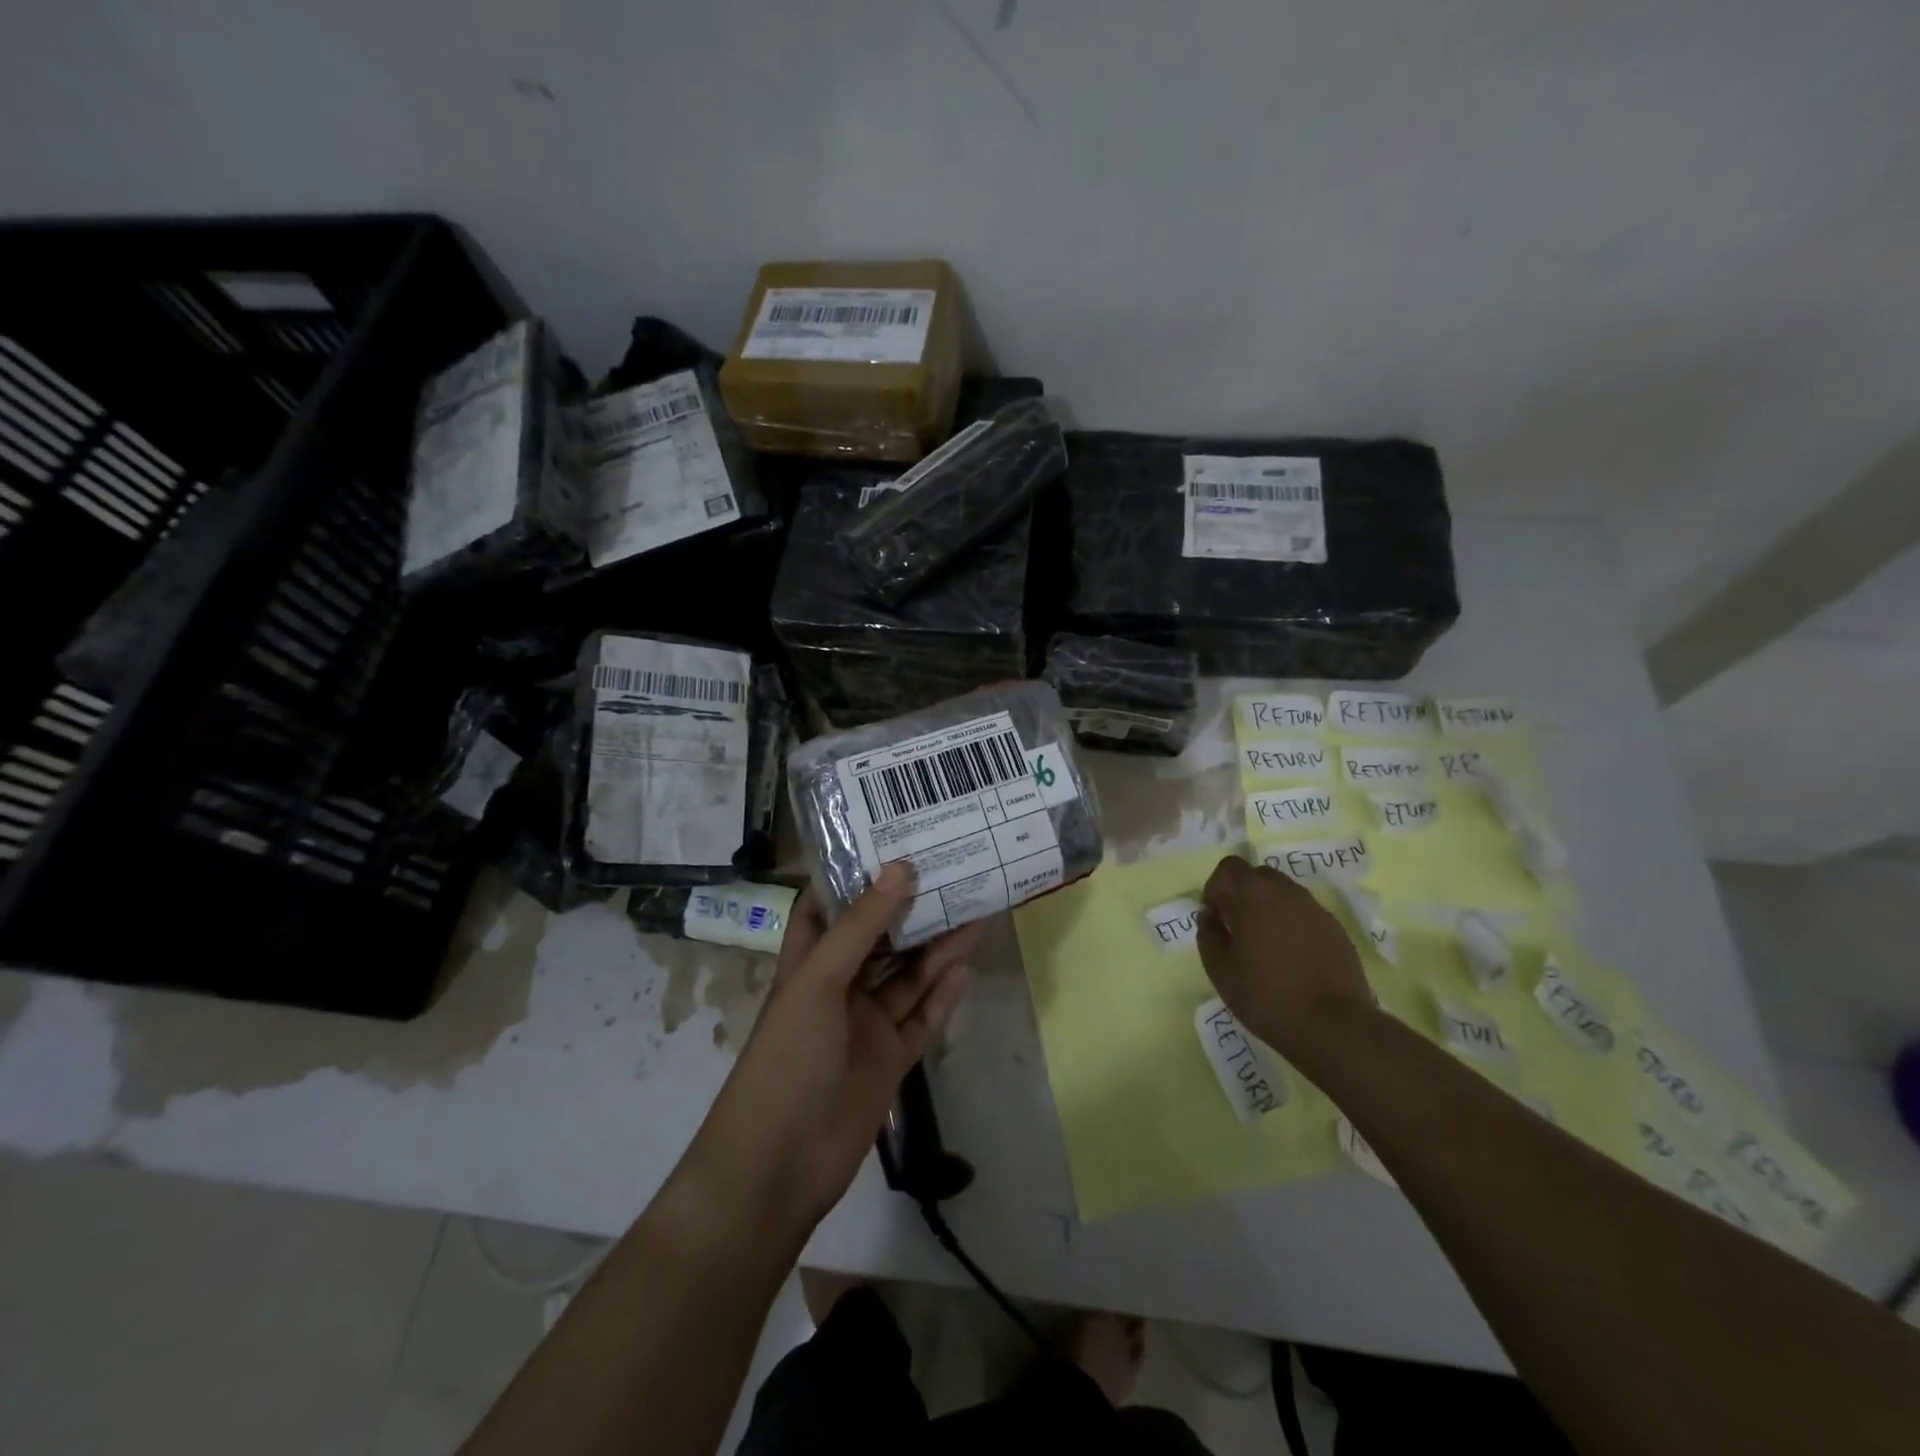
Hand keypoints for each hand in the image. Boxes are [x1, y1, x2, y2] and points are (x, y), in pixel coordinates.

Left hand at [687, 864, 982, 1229]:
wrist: (780, 1164)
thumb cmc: (787, 1058)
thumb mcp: (819, 981)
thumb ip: (862, 926)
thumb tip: (901, 868)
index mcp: (808, 963)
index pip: (827, 908)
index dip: (854, 877)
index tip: (892, 843)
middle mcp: (838, 988)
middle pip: (880, 940)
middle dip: (911, 909)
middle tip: (952, 873)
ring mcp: (865, 1025)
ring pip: (907, 977)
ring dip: (937, 948)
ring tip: (975, 910)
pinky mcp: (890, 1060)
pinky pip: (921, 1020)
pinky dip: (943, 996)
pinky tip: (967, 968)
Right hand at [1196, 854, 1370, 1058]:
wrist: (1334, 1026)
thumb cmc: (1267, 996)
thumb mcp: (1220, 970)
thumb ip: (1208, 934)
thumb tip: (1210, 917)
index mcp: (1255, 895)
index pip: (1229, 867)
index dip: (1216, 887)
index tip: (1215, 917)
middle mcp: (1287, 892)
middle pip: (1258, 876)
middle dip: (1242, 895)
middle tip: (1237, 929)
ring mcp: (1316, 909)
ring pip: (1283, 894)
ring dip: (1268, 909)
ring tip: (1265, 946)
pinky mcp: (1336, 929)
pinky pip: (1305, 914)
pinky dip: (1292, 925)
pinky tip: (1292, 959)